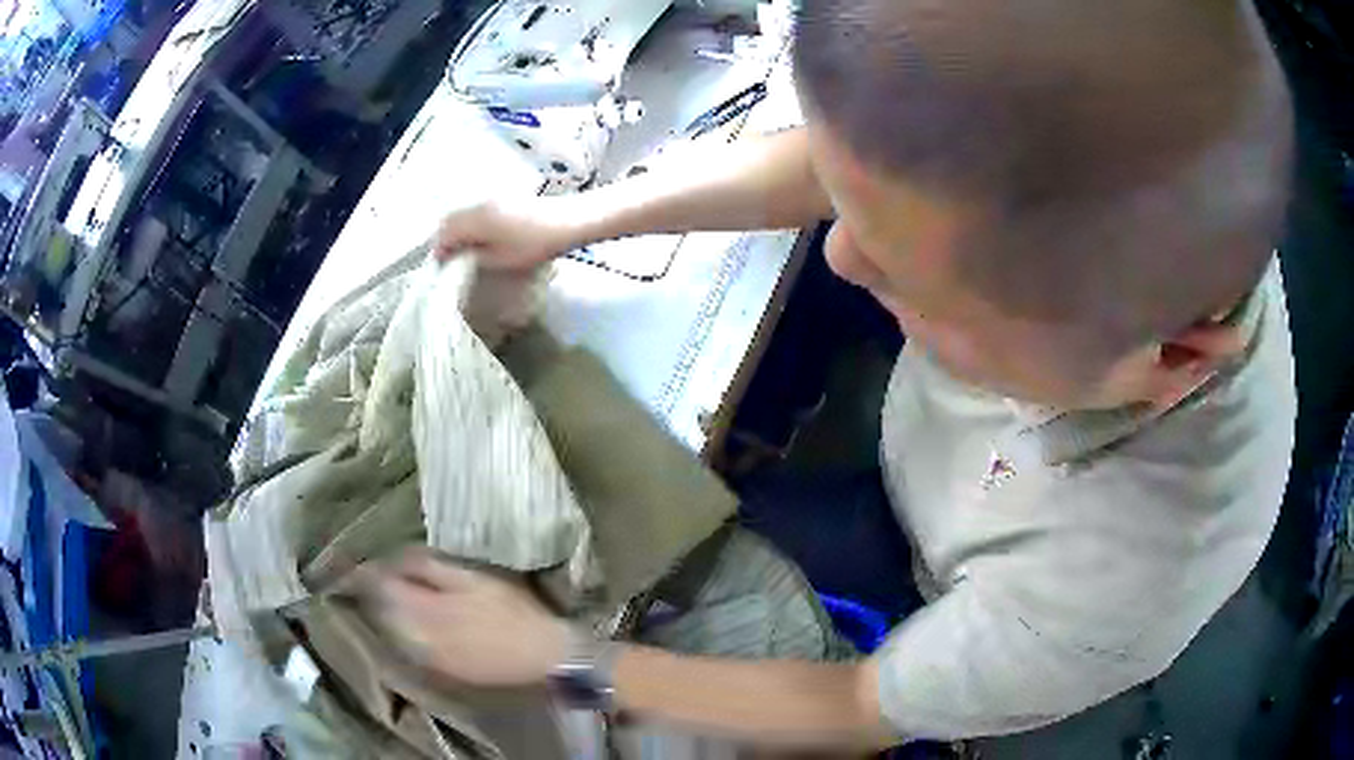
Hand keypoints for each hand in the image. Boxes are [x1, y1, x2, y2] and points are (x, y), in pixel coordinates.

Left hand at [354, 550, 572, 686]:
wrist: (542, 657)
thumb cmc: (511, 610)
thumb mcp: (473, 578)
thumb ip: (431, 568)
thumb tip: (398, 557)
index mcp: (423, 609)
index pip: (381, 586)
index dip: (370, 570)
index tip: (363, 559)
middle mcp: (416, 637)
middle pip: (381, 611)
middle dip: (374, 592)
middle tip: (373, 576)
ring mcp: (427, 657)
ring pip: (391, 632)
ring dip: (386, 613)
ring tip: (389, 598)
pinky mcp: (441, 670)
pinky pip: (407, 649)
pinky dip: (401, 633)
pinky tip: (411, 625)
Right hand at [435, 198, 580, 269]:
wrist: (568, 221)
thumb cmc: (533, 244)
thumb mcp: (500, 259)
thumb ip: (473, 255)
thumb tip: (457, 255)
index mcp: (475, 219)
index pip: (445, 233)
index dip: (440, 250)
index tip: (441, 266)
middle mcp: (479, 204)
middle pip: (451, 219)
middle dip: (445, 237)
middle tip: (449, 258)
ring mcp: (492, 198)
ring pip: (464, 213)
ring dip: (458, 229)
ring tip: (464, 249)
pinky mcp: (504, 197)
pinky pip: (477, 209)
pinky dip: (471, 222)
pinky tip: (480, 236)